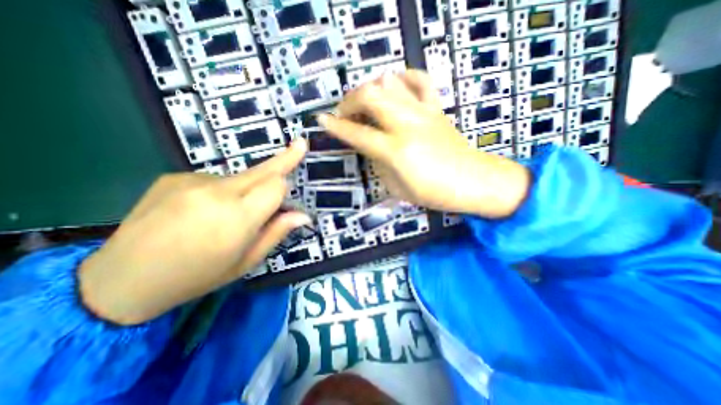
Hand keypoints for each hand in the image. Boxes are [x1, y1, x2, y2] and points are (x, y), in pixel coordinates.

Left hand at [79, 141, 309, 324]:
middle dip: (284, 159)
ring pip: (239, 177)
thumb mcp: (247, 261)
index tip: (298, 170)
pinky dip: (220, 192)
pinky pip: (214, 180)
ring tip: (224, 215)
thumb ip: (277, 232)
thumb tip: (303, 215)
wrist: (121, 280)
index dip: (287, 182)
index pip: (276, 184)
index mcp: (237, 218)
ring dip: (245, 190)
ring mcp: (192, 181)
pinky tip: (200, 211)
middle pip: (262, 170)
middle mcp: (216, 193)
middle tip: (301, 144)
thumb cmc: (197, 276)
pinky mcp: (174, 177)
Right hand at [320, 71, 527, 219]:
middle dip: (349, 101)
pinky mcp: (436, 107)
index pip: (357, 134)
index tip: (321, 120)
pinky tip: (394, 87)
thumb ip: (378, 164)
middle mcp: (406, 124)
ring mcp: (423, 112)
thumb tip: (370, 146)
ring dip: (370, 89)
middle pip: (370, 96)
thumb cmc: (433, 193)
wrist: (472, 182)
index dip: (336, 127)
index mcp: (395, 150)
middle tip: (344, 113)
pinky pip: (419, 80)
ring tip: (365, 103)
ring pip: (389, 82)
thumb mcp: (396, 187)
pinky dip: (402, 77)